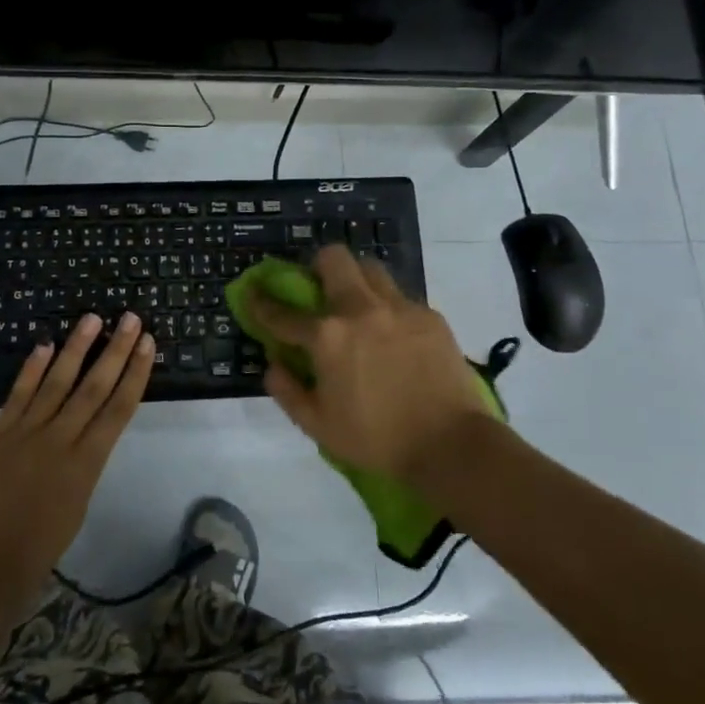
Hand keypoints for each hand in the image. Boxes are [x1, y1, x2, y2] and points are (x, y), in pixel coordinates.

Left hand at [0, 311, 154, 620]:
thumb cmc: (36, 552)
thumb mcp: (76, 507)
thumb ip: (83, 465)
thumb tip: (85, 434)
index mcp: (87, 464)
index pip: (119, 407)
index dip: (135, 372)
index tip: (147, 344)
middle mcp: (60, 440)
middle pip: (94, 386)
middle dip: (115, 350)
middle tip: (130, 318)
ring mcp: (26, 433)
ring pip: (57, 381)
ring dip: (76, 347)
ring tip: (92, 318)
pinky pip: (19, 394)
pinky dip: (32, 368)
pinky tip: (45, 345)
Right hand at [249, 246, 491, 485]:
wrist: (451, 444)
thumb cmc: (377, 439)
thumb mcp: (319, 427)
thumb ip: (288, 392)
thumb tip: (273, 365)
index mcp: (327, 337)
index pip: (283, 312)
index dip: (262, 302)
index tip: (253, 294)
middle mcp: (360, 310)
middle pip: (334, 259)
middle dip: (317, 265)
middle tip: (318, 287)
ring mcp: (399, 308)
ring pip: (370, 269)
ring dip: (356, 279)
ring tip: (359, 305)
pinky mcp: (429, 315)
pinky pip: (400, 297)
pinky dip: (388, 308)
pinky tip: (393, 334)